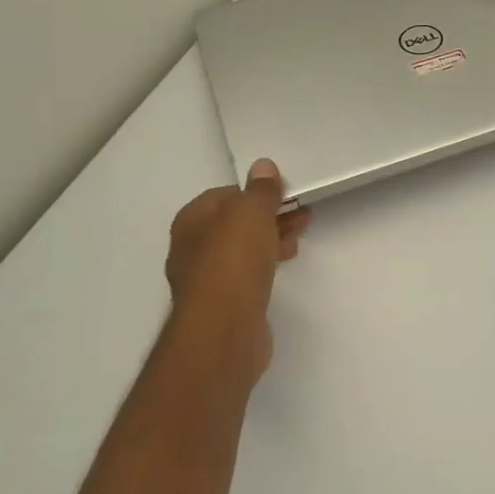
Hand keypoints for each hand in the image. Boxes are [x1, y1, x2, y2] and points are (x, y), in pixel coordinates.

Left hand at [164, 160, 311, 380]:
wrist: (224, 327)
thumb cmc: (234, 260)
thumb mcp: (251, 213)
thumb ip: (260, 190)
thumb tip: (263, 166)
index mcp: (192, 220)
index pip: (226, 195)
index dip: (257, 193)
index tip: (286, 195)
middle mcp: (193, 247)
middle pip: (236, 223)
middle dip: (269, 216)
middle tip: (302, 216)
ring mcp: (207, 277)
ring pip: (243, 248)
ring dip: (271, 239)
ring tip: (298, 239)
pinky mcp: (224, 303)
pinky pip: (247, 273)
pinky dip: (266, 264)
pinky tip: (283, 265)